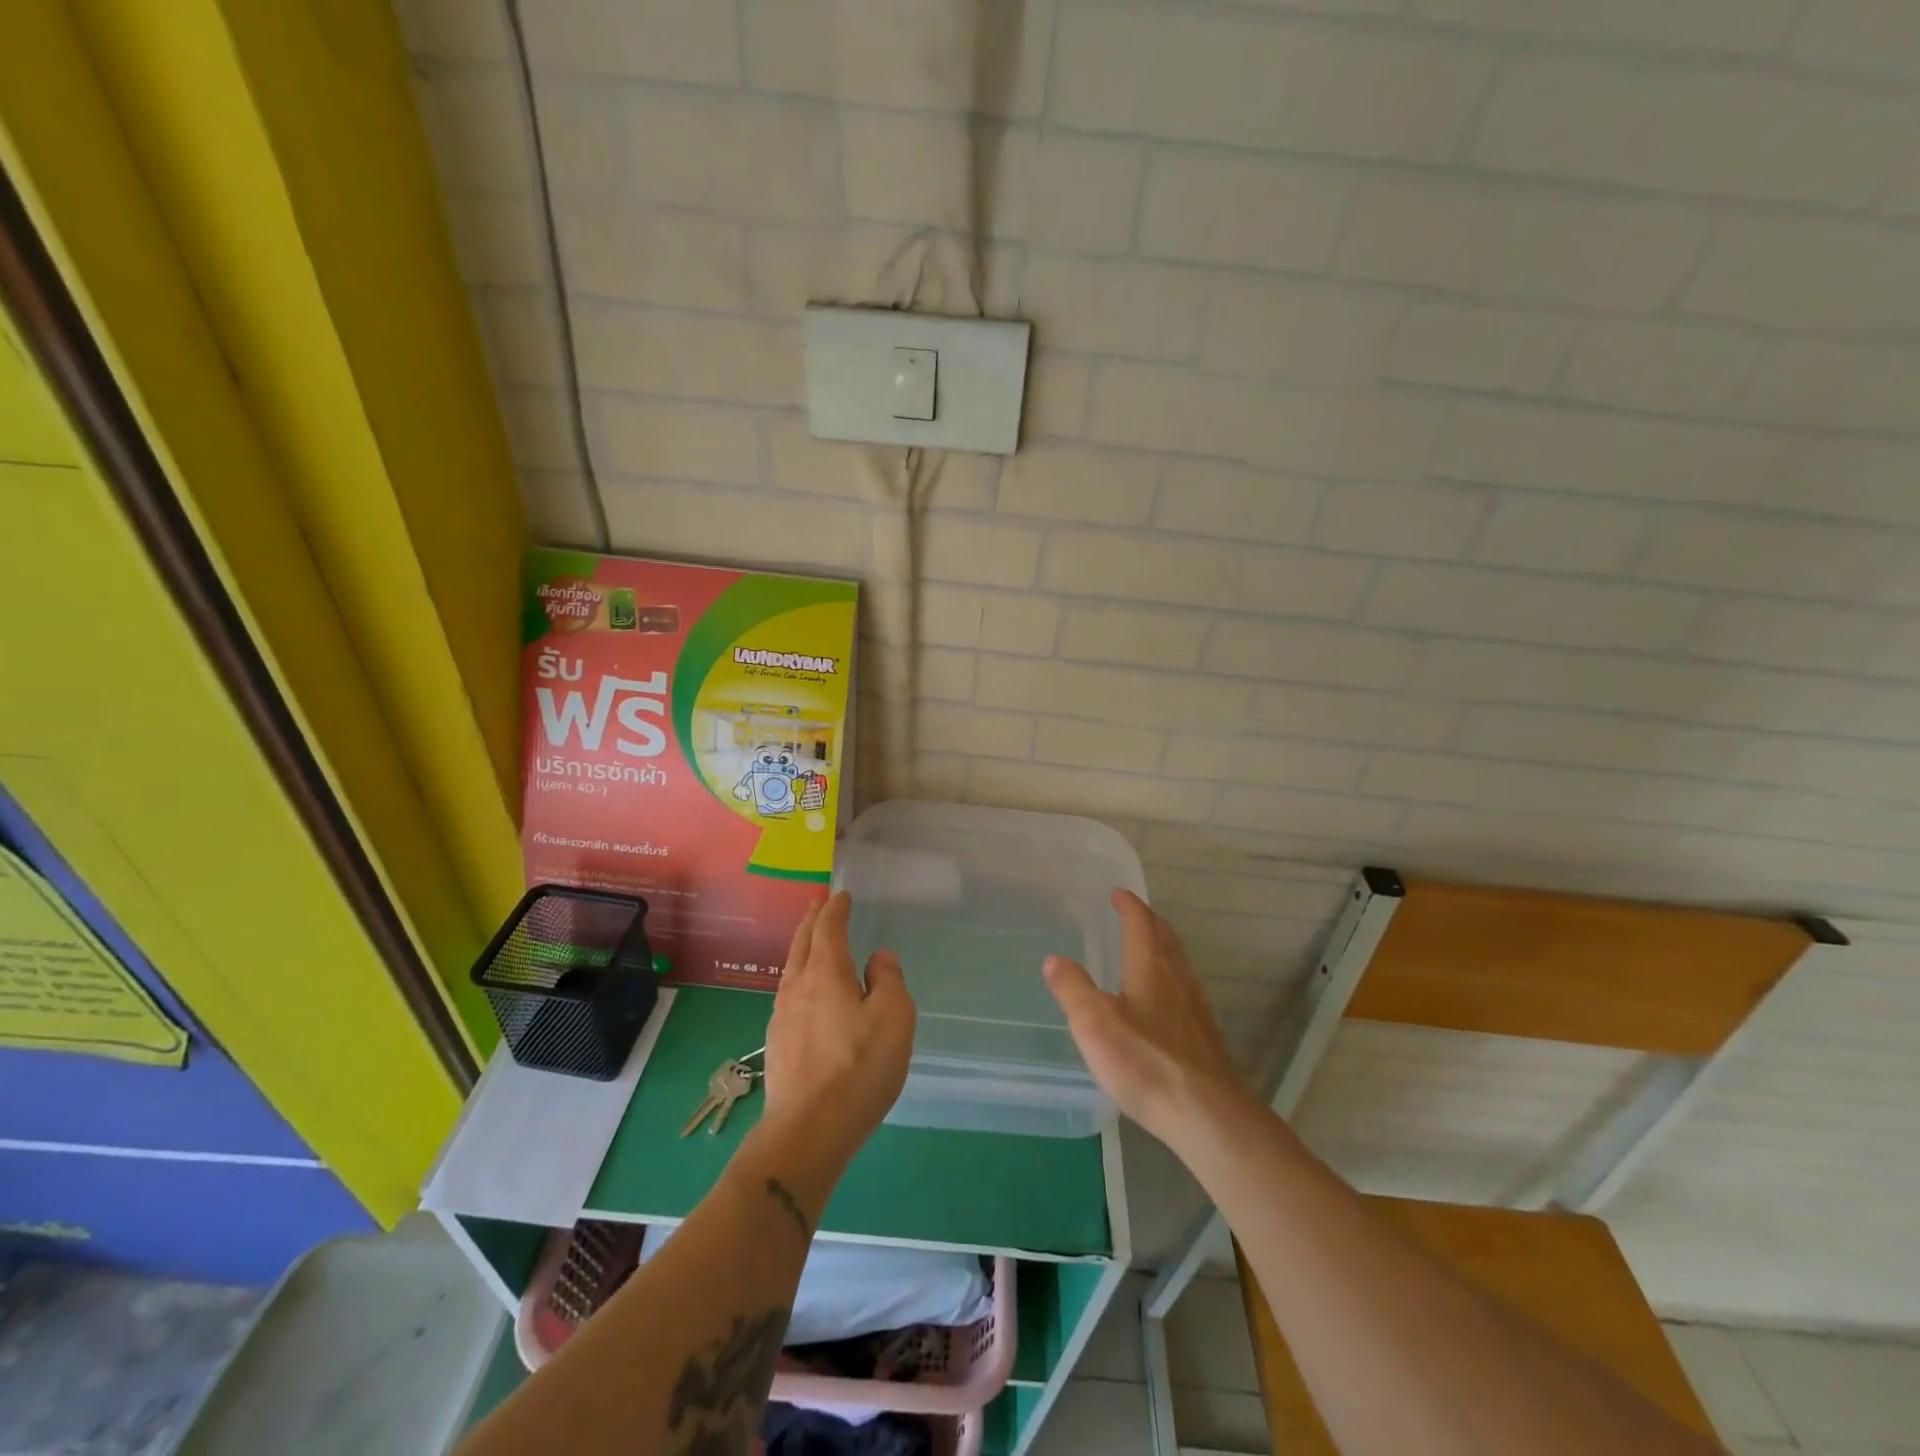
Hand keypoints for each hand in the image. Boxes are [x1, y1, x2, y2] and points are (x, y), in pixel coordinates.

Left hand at [761, 892, 915, 1170]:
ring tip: (811, 940)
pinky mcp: (778, 1043)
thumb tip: (878, 958)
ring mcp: (782, 1016)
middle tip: (819, 904)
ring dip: (802, 946)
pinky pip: (789, 992)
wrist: (807, 1130)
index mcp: (827, 973)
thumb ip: (888, 980)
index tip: (841, 896)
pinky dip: (799, 975)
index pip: (828, 929)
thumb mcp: (894, 1018)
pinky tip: (805, 991)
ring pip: (791, 968)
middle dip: (812, 920)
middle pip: (802, 943)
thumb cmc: (858, 1068)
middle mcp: (798, 987)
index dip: (835, 909)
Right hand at [1044, 889, 1247, 1145]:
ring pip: (1178, 962)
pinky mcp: (1203, 1034)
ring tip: (1146, 948)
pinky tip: (1162, 999)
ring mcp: (1195, 1006)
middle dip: (1148, 921)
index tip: (1118, 894)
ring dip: (1162, 946)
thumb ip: (1073, 989)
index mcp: (1151, 967)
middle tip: (1133, 913)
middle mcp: (1177, 978)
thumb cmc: (1146, 1062)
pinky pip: (1184, 987)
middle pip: (1165, 938)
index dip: (1129, 906)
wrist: (1207, 1113)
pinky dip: (1169, 975)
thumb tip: (1054, 960)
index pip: (1141, 923)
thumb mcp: (1095, 1024)